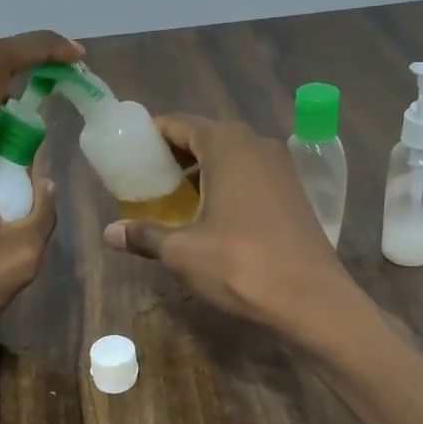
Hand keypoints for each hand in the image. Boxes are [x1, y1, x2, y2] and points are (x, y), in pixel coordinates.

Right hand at [102, 114, 356, 334]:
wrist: (312, 300)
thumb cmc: (241, 265)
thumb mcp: (183, 252)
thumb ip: (145, 235)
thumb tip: (109, 234)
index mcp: (227, 145)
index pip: (178, 124)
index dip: (150, 137)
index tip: (129, 157)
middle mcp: (256, 144)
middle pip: (204, 137)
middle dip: (173, 156)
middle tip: (147, 182)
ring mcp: (281, 167)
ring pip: (230, 157)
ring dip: (201, 172)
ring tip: (175, 201)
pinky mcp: (294, 192)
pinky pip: (250, 175)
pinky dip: (226, 185)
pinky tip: (212, 216)